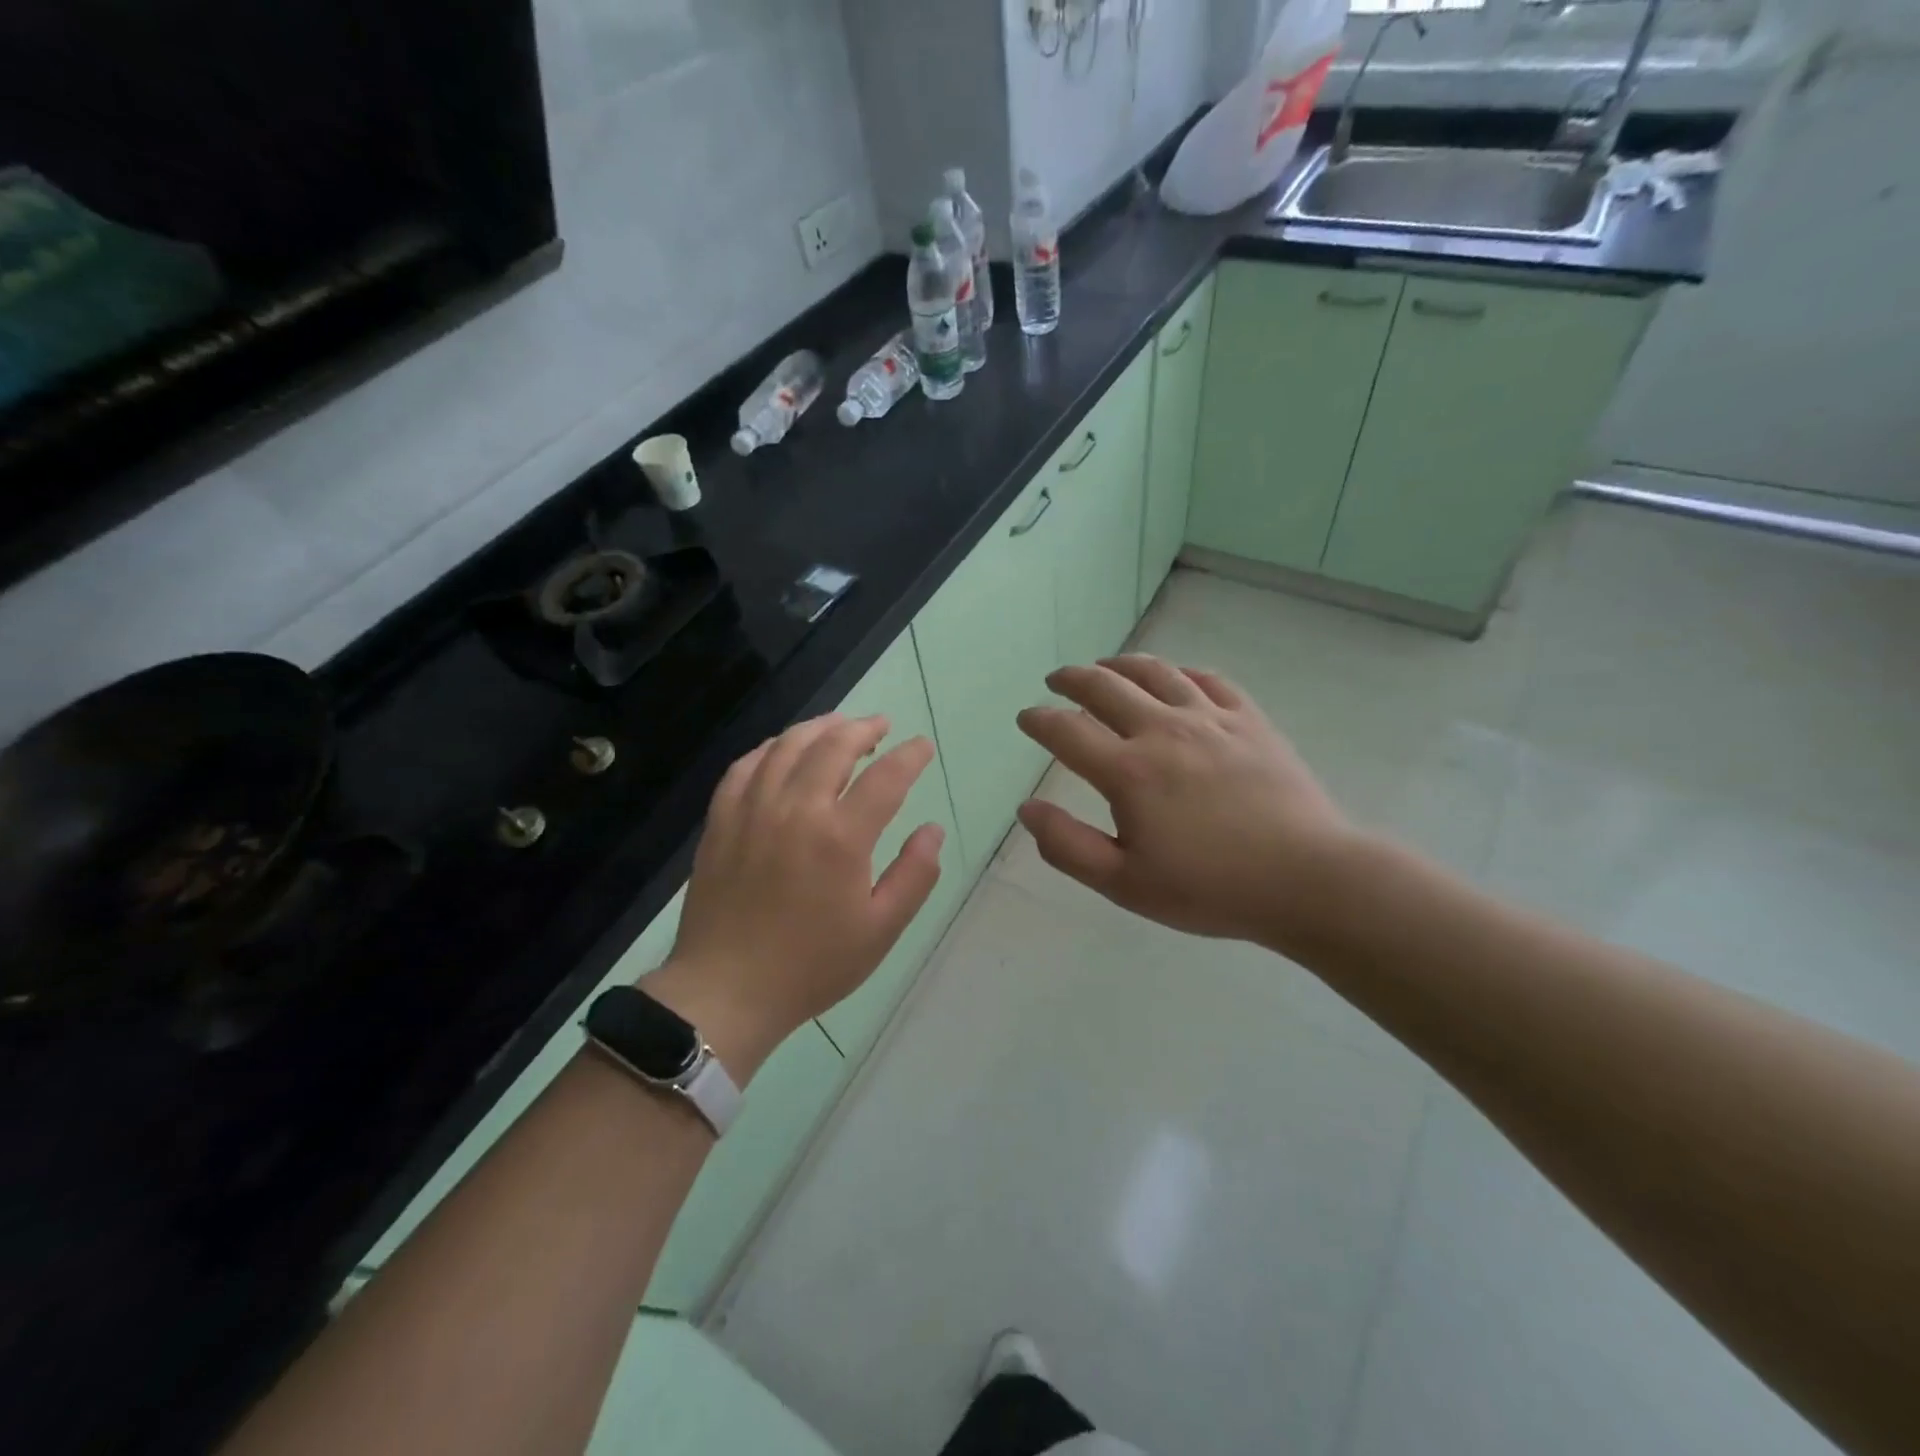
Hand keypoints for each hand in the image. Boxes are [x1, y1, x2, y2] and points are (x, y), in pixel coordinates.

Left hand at [648, 715, 944, 1079]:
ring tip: (838, 726)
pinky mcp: (721, 821)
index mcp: (841, 837)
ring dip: (819, 728)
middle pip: (833, 746)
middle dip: (864, 728)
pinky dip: (769, 749)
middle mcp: (796, 810)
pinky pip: (744, 767)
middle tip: (882, 726)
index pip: (886, 777)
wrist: (727, 990)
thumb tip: (933, 830)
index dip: (910, 756)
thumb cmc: (812, 965)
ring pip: (787, 746)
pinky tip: (782, 750)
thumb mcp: (880, 930)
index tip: (922, 747)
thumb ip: (914, 875)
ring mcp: (752, 811)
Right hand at [1015, 656, 1355, 950]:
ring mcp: (1211, 720)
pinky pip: (1208, 680)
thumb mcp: (1125, 884)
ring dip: (1120, 665)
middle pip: (1105, 687)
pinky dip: (1181, 672)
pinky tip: (1174, 677)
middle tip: (1057, 681)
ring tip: (1105, 666)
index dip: (1039, 720)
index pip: (1066, 731)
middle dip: (1072, 679)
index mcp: (1128, 772)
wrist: (1308, 879)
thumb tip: (1027, 808)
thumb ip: (1068, 846)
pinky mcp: (1250, 721)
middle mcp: (1163, 731)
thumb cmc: (1210, 889)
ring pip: (1155, 672)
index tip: (1026, 717)